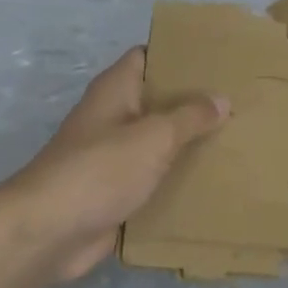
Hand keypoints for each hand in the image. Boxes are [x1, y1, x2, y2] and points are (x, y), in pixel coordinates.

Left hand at [0, 48, 226, 283]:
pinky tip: (213, 179)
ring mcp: (113, 156)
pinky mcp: (116, 191)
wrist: (48, 234)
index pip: (149, 56)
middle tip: (239, 99)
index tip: (218, 58)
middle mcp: (113, 117)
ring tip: (236, 137)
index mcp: (115, 90)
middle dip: (194, 101)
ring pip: (159, 141)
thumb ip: (190, 117)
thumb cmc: (100, 169)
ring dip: (189, 142)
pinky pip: (154, 177)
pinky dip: (177, 178)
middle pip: (158, 100)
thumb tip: (221, 99)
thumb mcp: (154, 136)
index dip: (179, 54)